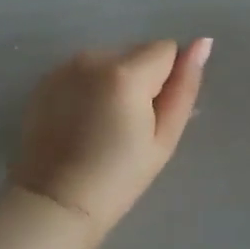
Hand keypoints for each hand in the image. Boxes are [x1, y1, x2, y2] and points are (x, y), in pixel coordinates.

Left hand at [9, 38, 211, 240]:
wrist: (54, 204)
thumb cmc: (118, 178)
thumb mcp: (163, 138)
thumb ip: (184, 87)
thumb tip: (202, 44)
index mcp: (126, 73)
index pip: (167, 49)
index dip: (168, 81)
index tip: (152, 115)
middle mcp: (93, 57)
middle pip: (137, 52)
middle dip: (142, 78)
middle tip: (130, 125)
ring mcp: (65, 66)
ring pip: (111, 59)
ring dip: (116, 81)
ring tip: (104, 125)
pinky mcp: (47, 79)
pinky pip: (85, 70)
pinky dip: (90, 87)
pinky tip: (82, 122)